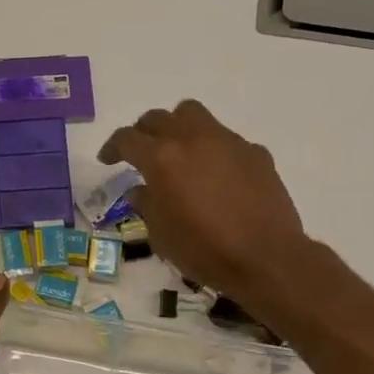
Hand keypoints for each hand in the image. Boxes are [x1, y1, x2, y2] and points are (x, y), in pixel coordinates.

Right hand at [98, 99, 310, 300]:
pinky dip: (213, 150)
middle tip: (140, 152)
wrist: (266, 258)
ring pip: (193, 115)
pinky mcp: (255, 152)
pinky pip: (226, 140)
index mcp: (162, 158)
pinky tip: (217, 176)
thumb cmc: (204, 250)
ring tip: (178, 151)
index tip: (107, 160)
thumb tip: (141, 190)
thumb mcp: (161, 235)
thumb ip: (147, 205)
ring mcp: (227, 141)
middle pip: (158, 118)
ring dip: (178, 127)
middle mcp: (192, 139)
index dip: (112, 147)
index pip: (127, 139)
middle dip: (143, 132)